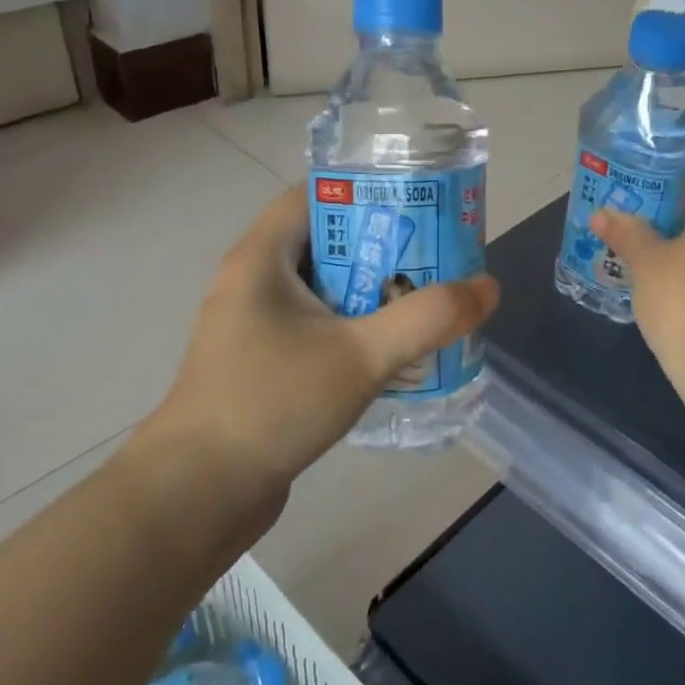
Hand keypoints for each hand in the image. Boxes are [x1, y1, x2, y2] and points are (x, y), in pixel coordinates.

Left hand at [129, 186, 500, 497]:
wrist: (197, 494)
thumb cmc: (272, 403)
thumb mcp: (360, 355)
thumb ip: (428, 319)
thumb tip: (487, 287)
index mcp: (262, 257)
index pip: (315, 193)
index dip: (367, 190)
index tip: (418, 206)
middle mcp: (252, 281)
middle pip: (326, 241)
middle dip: (382, 247)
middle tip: (436, 259)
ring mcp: (253, 325)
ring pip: (323, 289)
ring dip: (370, 293)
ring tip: (424, 303)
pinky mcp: (260, 363)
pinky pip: (315, 327)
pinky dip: (351, 329)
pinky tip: (389, 354)